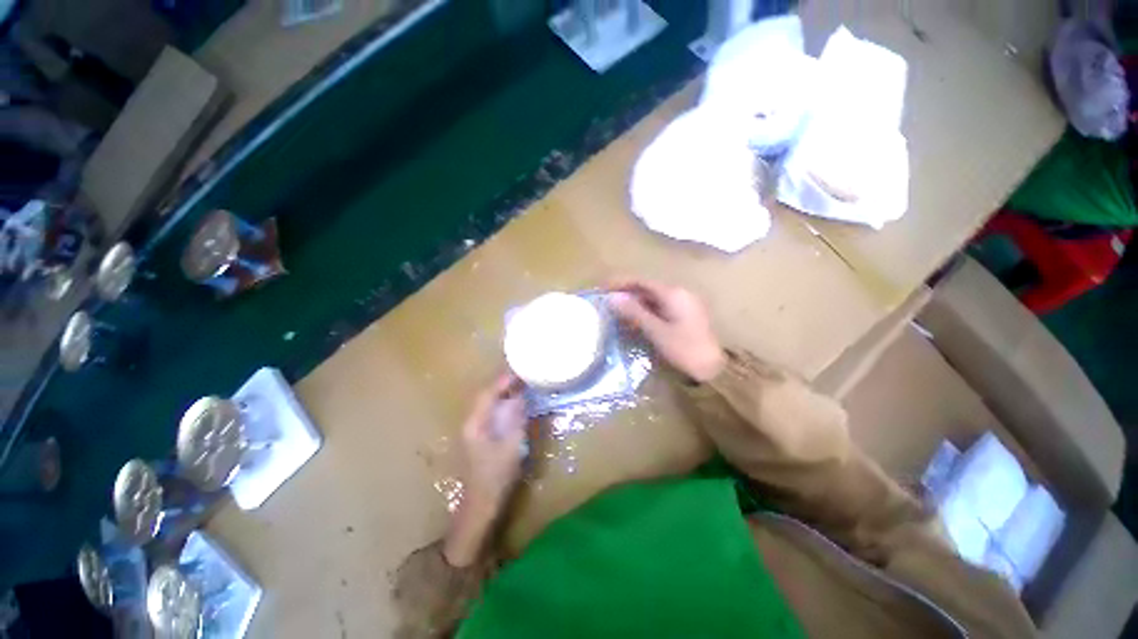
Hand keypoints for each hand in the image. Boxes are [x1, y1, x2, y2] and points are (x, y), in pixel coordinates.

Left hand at [444, 374, 527, 566]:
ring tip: (519, 386)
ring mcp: (472, 430)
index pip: (487, 394)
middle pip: (485, 396)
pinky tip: (512, 405)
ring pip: (486, 404)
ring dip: (501, 394)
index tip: (519, 372)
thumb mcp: (512, 446)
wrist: (480, 505)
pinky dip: (501, 405)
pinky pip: (489, 413)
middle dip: (502, 384)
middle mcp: (470, 423)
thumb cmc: (496, 476)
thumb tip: (520, 397)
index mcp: (475, 424)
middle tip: (522, 376)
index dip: (502, 381)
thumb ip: (516, 419)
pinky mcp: (478, 437)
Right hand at [607, 277, 725, 382]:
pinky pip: (660, 308)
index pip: (642, 281)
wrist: (714, 370)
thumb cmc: (684, 349)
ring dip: (635, 304)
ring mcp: (684, 305)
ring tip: (617, 312)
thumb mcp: (656, 331)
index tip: (603, 288)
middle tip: (607, 303)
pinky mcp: (685, 316)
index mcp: (673, 294)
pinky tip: (636, 321)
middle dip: (627, 294)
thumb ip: (634, 312)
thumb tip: (612, 297)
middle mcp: (680, 294)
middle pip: (648, 289)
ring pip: (653, 299)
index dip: (621, 283)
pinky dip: (646, 312)